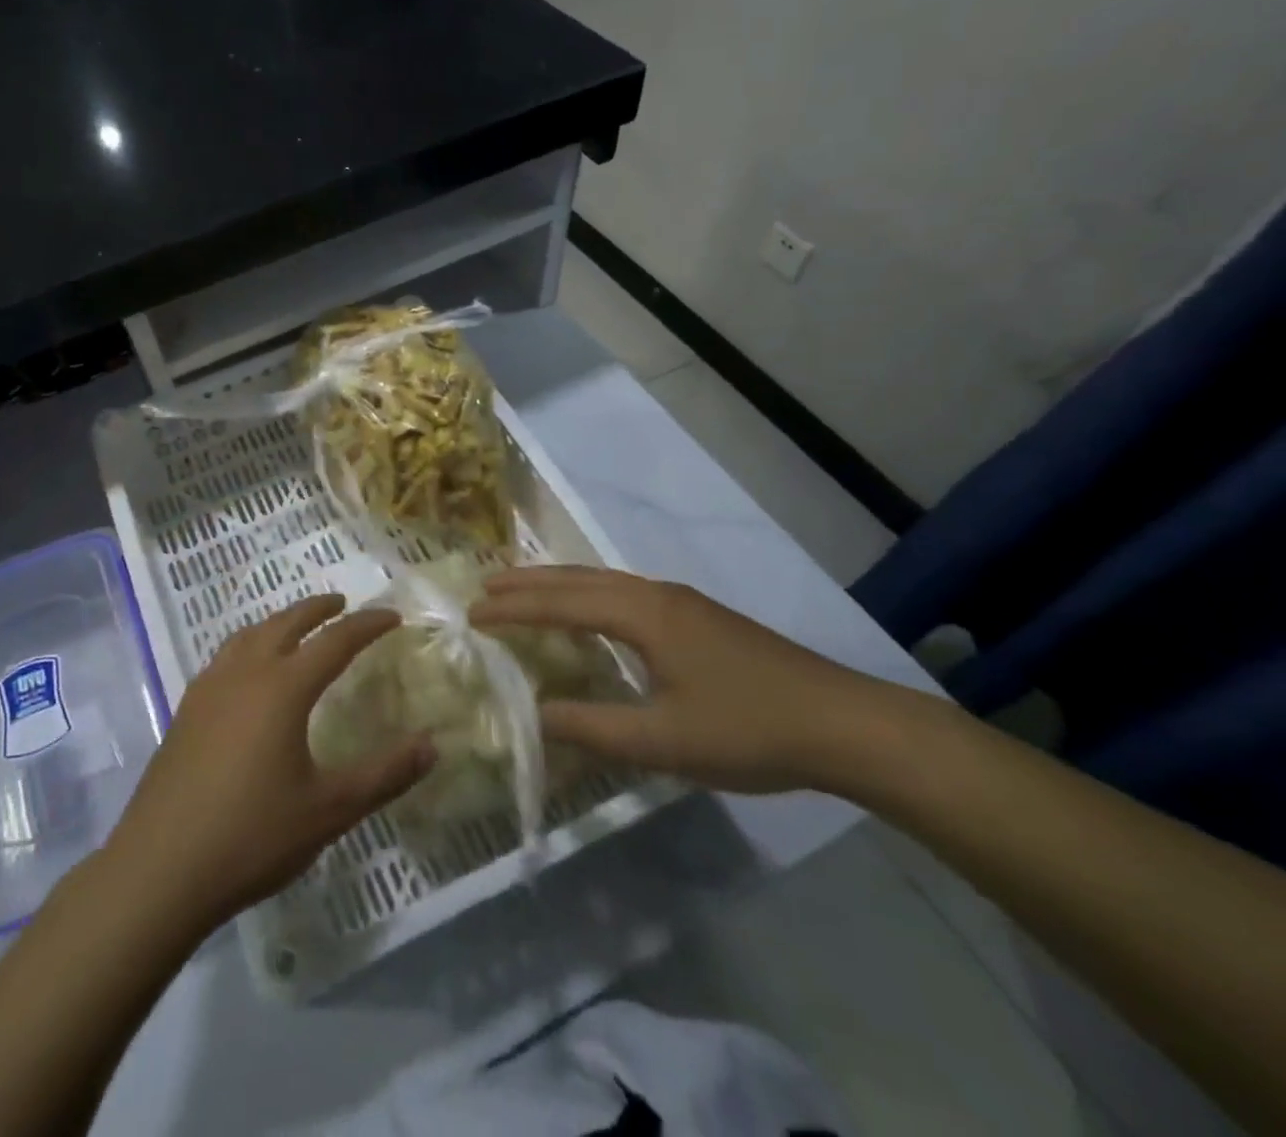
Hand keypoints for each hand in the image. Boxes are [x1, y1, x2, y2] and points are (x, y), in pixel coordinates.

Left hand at [105, 595, 433, 931]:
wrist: (160, 868)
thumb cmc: (252, 835)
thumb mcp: (330, 810)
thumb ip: (384, 775)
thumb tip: (432, 746)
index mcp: (282, 687)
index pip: (335, 641)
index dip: (367, 625)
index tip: (392, 616)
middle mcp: (244, 674)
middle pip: (286, 623)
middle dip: (318, 609)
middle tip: (343, 603)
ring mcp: (208, 689)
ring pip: (249, 635)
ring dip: (279, 622)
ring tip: (296, 628)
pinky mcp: (186, 710)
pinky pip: (225, 657)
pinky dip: (249, 645)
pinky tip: (248, 672)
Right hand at [471, 566, 920, 794]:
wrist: (847, 725)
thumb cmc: (750, 730)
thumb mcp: (664, 741)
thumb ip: (593, 728)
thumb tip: (534, 714)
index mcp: (643, 614)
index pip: (561, 603)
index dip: (515, 608)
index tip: (472, 613)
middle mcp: (656, 595)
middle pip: (578, 578)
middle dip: (528, 583)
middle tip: (484, 589)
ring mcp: (680, 603)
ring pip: (602, 581)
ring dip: (558, 585)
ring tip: (522, 593)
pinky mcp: (698, 618)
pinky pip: (623, 593)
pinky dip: (587, 595)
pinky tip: (588, 615)